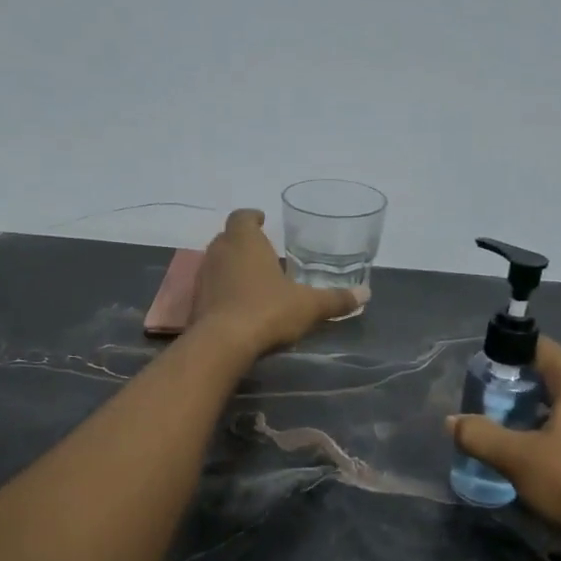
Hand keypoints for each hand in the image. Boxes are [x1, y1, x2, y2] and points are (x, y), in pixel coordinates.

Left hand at [192, 209, 365, 357]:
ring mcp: (203, 277)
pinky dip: (222, 290)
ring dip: (231, 267)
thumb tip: (366, 294)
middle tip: (262, 252)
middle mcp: (219, 252)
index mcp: (245, 241)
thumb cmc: (267, 311)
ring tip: (252, 279)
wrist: (222, 344)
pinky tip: (238, 305)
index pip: (242, 216)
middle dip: (243, 242)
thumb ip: (336, 299)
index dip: (252, 217)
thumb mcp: (309, 306)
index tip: (261, 220)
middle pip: (227, 238)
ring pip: (217, 262)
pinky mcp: (195, 302)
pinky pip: (210, 288)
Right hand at [448, 337, 560, 560]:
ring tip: (513, 430)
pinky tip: (546, 453)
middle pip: (554, 374)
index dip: (507, 355)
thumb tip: (452, 421)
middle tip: (491, 404)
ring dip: (542, 410)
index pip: (539, 347)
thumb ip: (480, 436)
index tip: (483, 374)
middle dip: (522, 386)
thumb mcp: (518, 459)